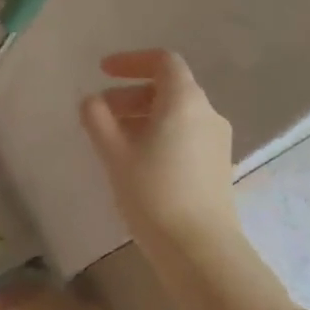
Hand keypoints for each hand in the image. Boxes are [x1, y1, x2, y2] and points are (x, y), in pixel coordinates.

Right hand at [80, 49, 237, 249]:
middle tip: (100, 112)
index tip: (102, 71)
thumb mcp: (115, 153)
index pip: (163, 62)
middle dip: (131, 94)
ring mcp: (217, 141)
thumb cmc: (153, 192)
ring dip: (143, 116)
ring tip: (113, 140)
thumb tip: (91, 101)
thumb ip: (98, 119)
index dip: (131, 61)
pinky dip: (159, 134)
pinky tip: (137, 161)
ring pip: (177, 114)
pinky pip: (185, 135)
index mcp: (185, 101)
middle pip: (169, 88)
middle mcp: (207, 114)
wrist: (199, 247)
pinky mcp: (217, 166)